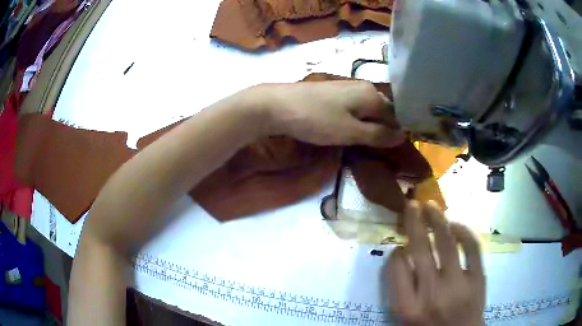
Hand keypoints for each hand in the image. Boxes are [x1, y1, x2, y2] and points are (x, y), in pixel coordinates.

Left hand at [256, 81, 404, 146]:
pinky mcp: (334, 93)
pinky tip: (350, 132)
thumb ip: (378, 134)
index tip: (393, 153)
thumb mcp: (351, 132)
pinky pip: (354, 109)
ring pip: (368, 111)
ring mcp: (348, 88)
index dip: (397, 135)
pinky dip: (357, 122)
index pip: (396, 116)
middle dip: (383, 131)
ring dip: (369, 127)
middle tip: (379, 152)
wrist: (277, 105)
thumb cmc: (317, 119)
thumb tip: (403, 135)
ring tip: (365, 145)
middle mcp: (364, 87)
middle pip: (383, 112)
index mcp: (372, 94)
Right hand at [386, 201, 485, 325]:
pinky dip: (464, 232)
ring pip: (447, 243)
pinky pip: (472, 247)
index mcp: (407, 307)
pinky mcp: (478, 278)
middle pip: (421, 250)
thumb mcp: (405, 317)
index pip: (396, 269)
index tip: (399, 246)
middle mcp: (431, 294)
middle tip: (412, 204)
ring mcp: (458, 285)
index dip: (396, 252)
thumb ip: (400, 289)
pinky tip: (456, 225)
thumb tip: (401, 255)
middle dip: (415, 223)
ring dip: (437, 220)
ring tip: (431, 206)